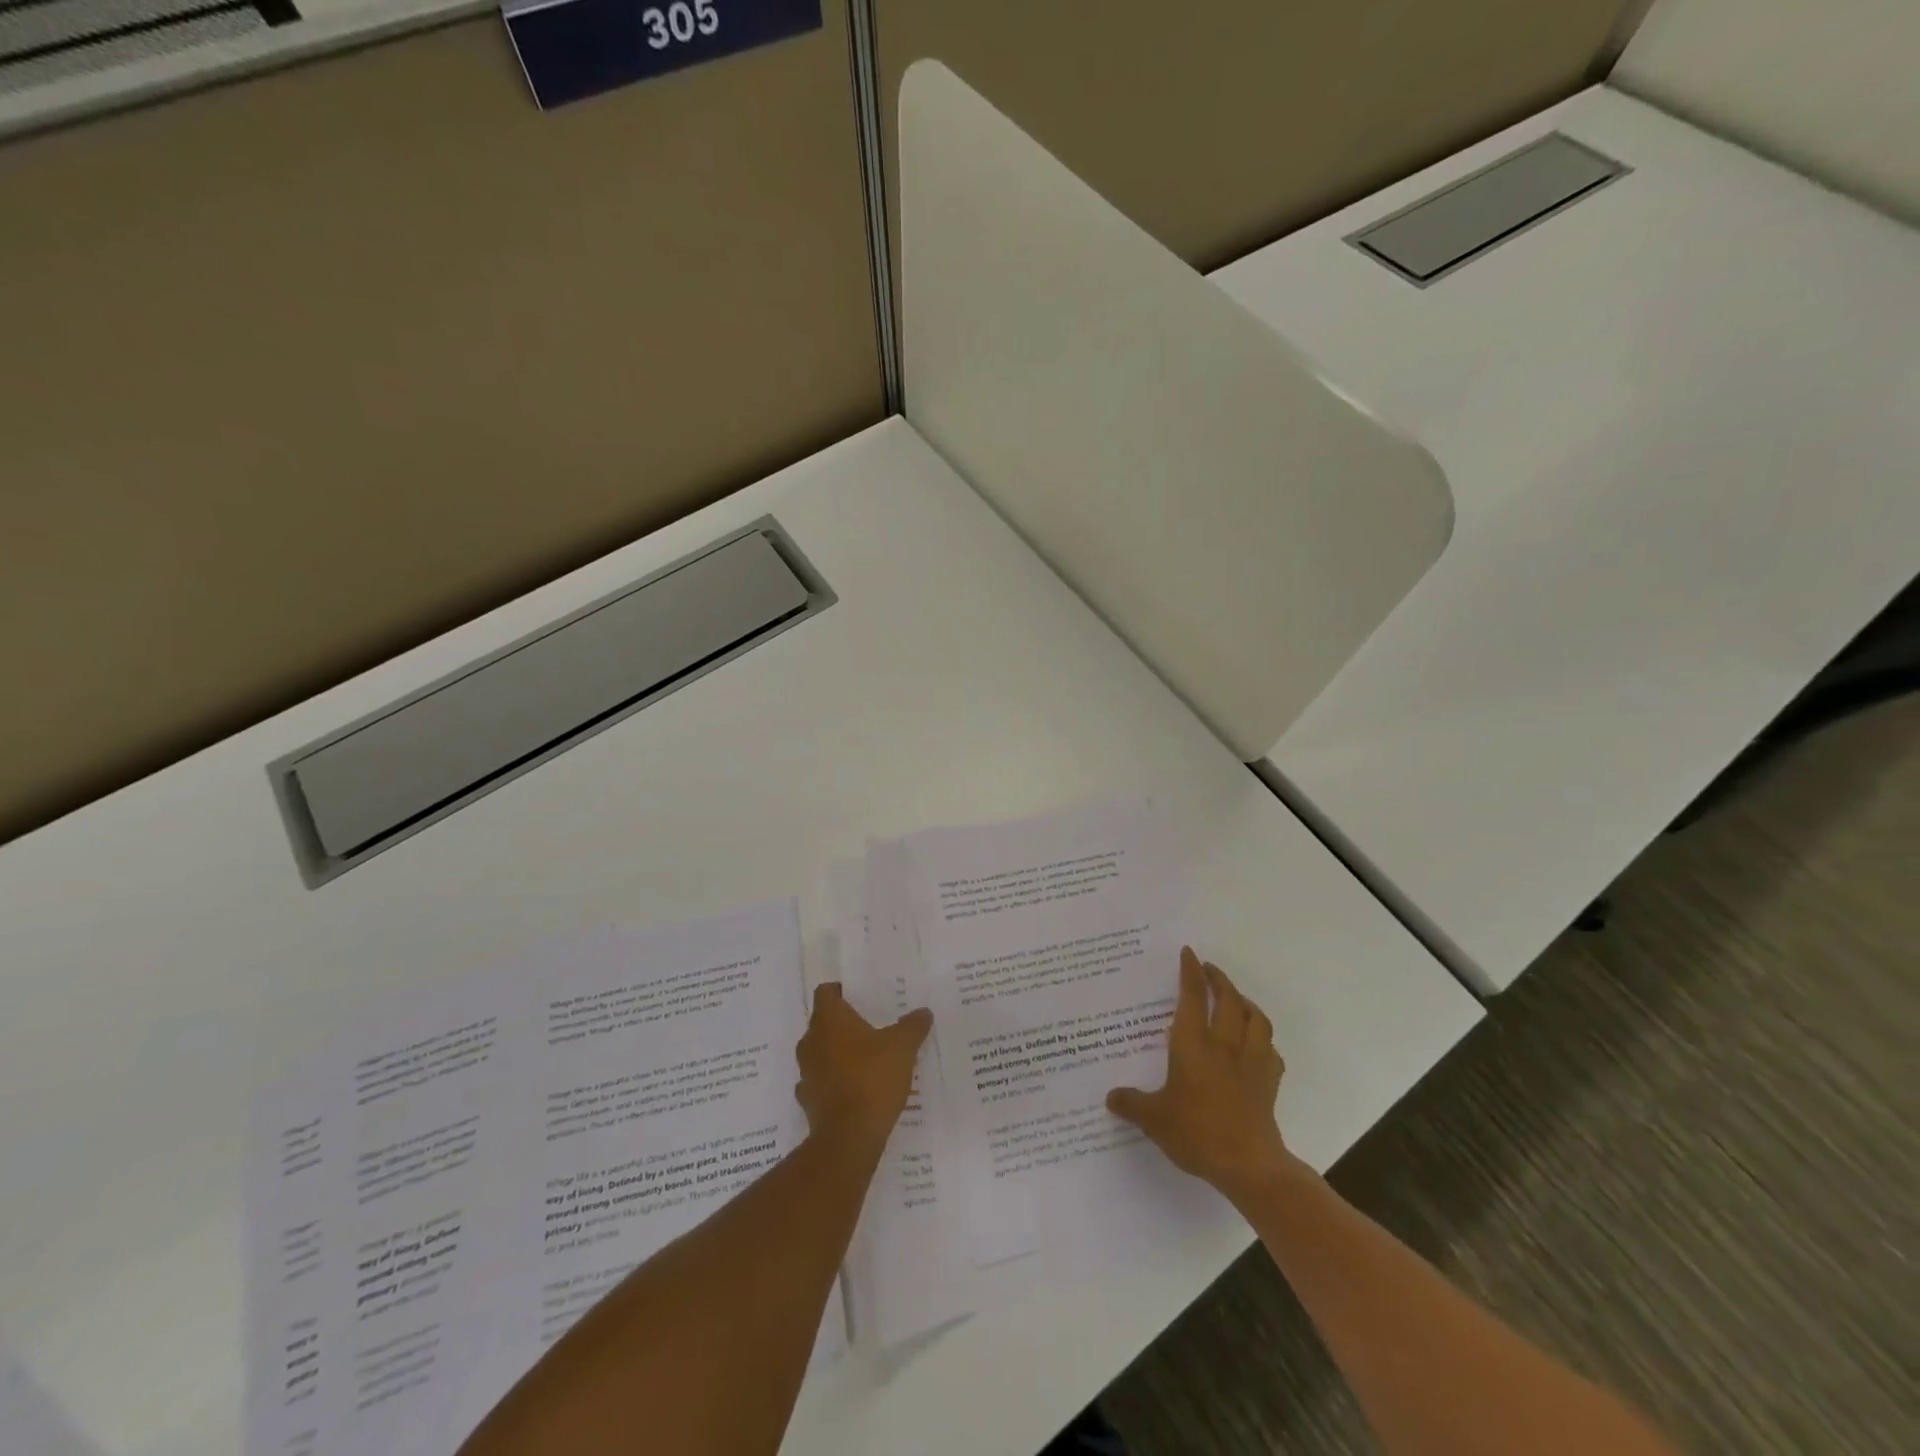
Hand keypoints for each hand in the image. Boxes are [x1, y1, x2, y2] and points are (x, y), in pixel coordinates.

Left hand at [795, 983, 932, 1155]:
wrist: (849, 1137)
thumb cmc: (873, 1079)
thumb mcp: (903, 1047)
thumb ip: (913, 1026)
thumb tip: (923, 1012)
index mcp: (829, 1020)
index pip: (826, 992)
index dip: (840, 990)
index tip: (859, 995)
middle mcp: (811, 1041)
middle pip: (823, 1022)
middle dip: (843, 1024)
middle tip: (871, 1026)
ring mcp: (806, 1072)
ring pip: (820, 1053)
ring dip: (838, 1053)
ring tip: (866, 1058)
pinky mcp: (808, 1100)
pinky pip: (821, 1082)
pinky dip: (834, 1082)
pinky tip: (855, 1089)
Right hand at [1107, 947, 1292, 1196]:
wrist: (1248, 1164)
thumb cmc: (1196, 1132)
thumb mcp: (1154, 1119)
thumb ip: (1132, 1104)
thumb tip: (1110, 1097)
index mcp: (1193, 1044)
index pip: (1193, 996)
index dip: (1190, 972)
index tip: (1189, 953)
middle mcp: (1224, 1044)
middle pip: (1228, 999)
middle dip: (1219, 979)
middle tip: (1209, 969)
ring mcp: (1252, 1061)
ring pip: (1255, 1018)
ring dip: (1245, 1002)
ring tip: (1235, 999)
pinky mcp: (1270, 1081)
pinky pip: (1270, 1048)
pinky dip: (1263, 1038)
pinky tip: (1256, 1044)